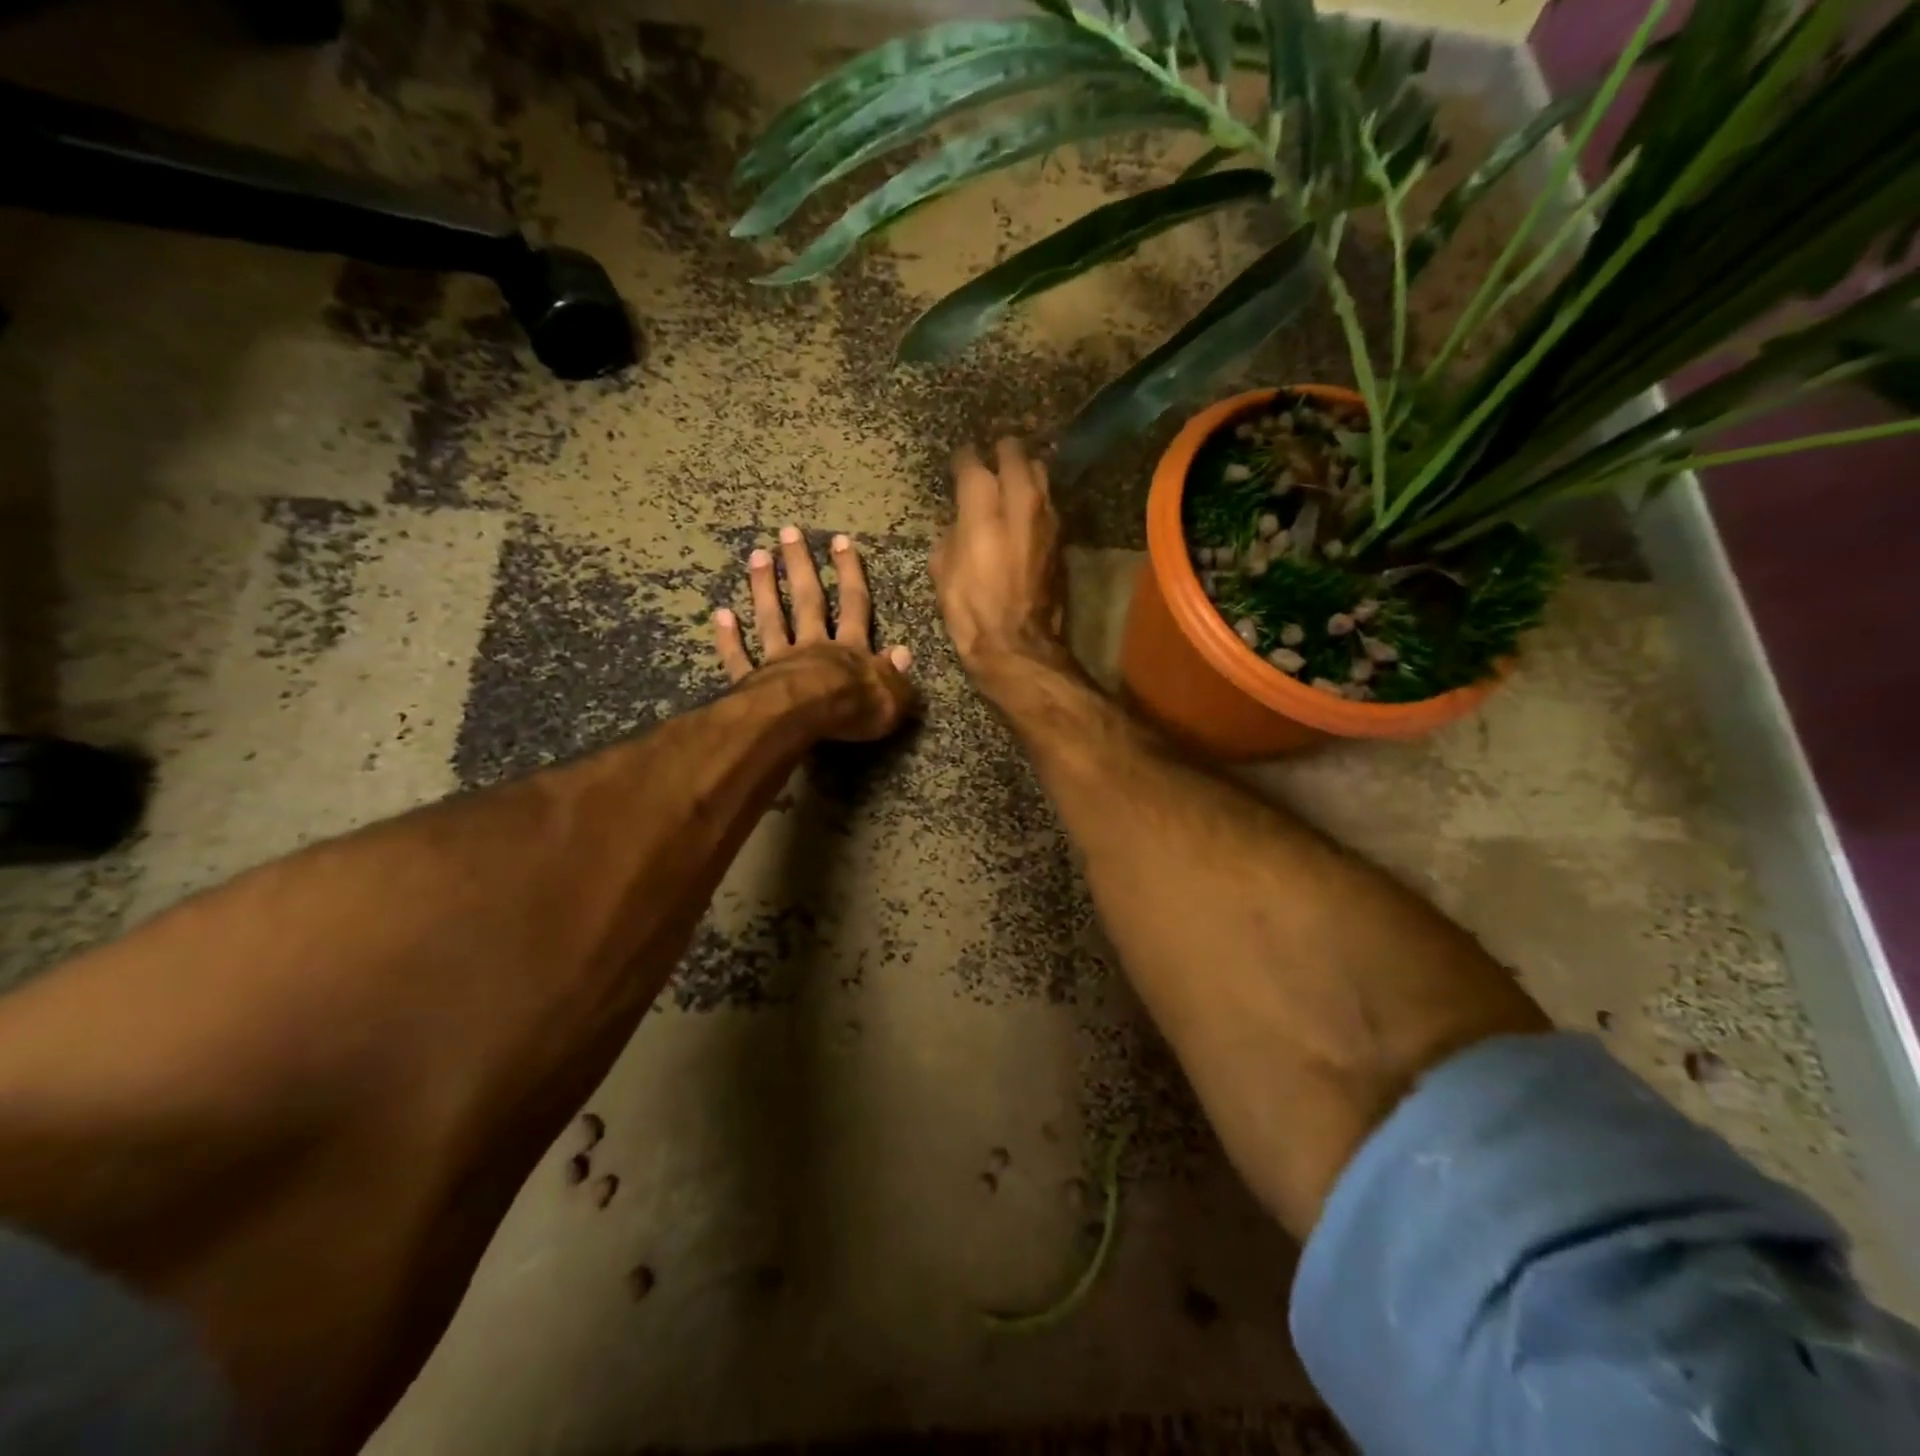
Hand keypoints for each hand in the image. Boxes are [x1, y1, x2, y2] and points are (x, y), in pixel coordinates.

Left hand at [714, 527, 914, 742]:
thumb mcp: (892, 698)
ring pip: (772, 620)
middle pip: (808, 601)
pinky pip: (739, 659)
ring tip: (757, 555)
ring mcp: (779, 662)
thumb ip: (895, 675)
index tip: (840, 541)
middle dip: (800, 566)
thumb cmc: (852, 710)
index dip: (850, 574)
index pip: (854, 605)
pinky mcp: (753, 682)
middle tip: (788, 532)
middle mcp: (814, 647)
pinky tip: (721, 615)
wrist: (804, 720)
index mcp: (850, 651)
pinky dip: (729, 639)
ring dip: (764, 588)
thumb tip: (904, 653)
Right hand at [931, 438, 1069, 678]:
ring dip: (1025, 471)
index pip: (972, 463)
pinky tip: (1024, 510)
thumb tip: (961, 522)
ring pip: (1040, 474)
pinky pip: (1048, 504)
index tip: (958, 463)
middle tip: (990, 459)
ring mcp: (1046, 518)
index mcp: (982, 507)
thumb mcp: (942, 569)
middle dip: (1001, 452)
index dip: (963, 459)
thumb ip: (951, 533)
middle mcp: (1019, 502)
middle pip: (1015, 454)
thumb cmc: (970, 609)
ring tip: (1011, 478)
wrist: (1016, 643)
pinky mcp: (1060, 538)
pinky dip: (1036, 500)